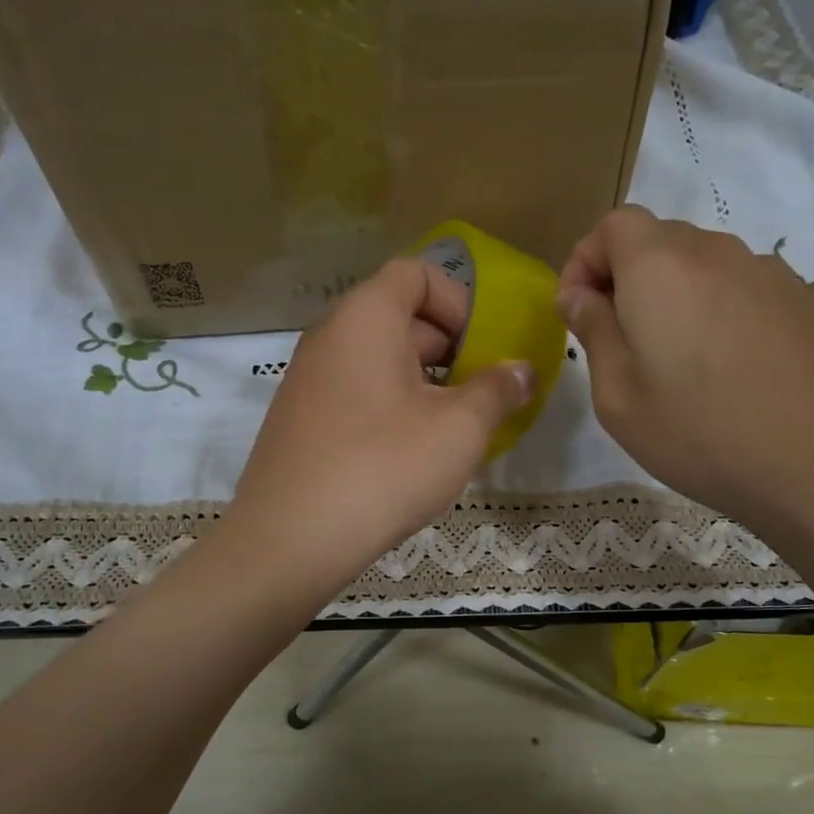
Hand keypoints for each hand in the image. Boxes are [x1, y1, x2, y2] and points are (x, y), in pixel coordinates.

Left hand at [225, 257, 534, 592]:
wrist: (291, 540)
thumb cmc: (384, 468)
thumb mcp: (459, 428)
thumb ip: (498, 390)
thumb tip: (523, 371)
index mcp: (366, 317)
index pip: (416, 273)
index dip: (459, 300)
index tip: (484, 347)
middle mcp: (330, 336)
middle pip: (399, 316)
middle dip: (450, 348)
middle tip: (480, 394)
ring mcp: (308, 379)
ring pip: (379, 360)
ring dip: (424, 383)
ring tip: (453, 429)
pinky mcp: (300, 420)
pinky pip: (357, 393)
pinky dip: (392, 406)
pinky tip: (411, 454)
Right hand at [558, 205, 813, 543]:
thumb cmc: (701, 436)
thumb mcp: (619, 398)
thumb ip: (594, 333)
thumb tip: (580, 296)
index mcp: (661, 268)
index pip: (615, 224)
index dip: (587, 260)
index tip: (579, 311)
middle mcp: (719, 253)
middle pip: (662, 241)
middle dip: (630, 278)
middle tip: (625, 341)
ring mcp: (774, 275)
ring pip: (710, 266)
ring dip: (682, 297)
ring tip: (686, 362)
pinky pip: (752, 293)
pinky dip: (729, 314)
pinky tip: (740, 372)